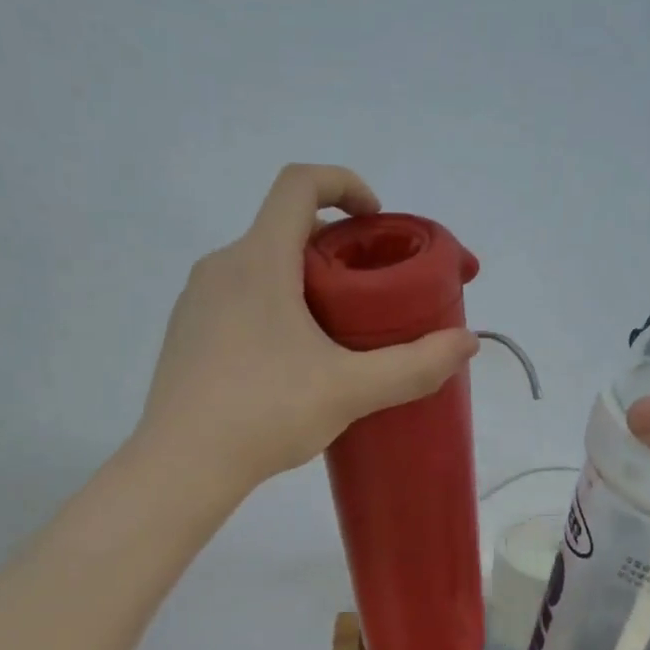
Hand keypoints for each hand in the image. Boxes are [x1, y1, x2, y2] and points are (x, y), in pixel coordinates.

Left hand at [139, 164, 479, 495]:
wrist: (182, 465)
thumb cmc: (266, 412)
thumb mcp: (351, 389)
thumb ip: (414, 365)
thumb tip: (467, 343)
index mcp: (259, 260)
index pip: (299, 184)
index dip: (343, 183)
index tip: (374, 218)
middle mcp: (221, 266)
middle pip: (283, 229)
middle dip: (333, 247)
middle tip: (368, 292)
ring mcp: (195, 301)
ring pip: (259, 267)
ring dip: (301, 280)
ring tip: (333, 332)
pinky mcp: (185, 334)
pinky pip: (236, 299)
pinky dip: (272, 307)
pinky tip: (289, 362)